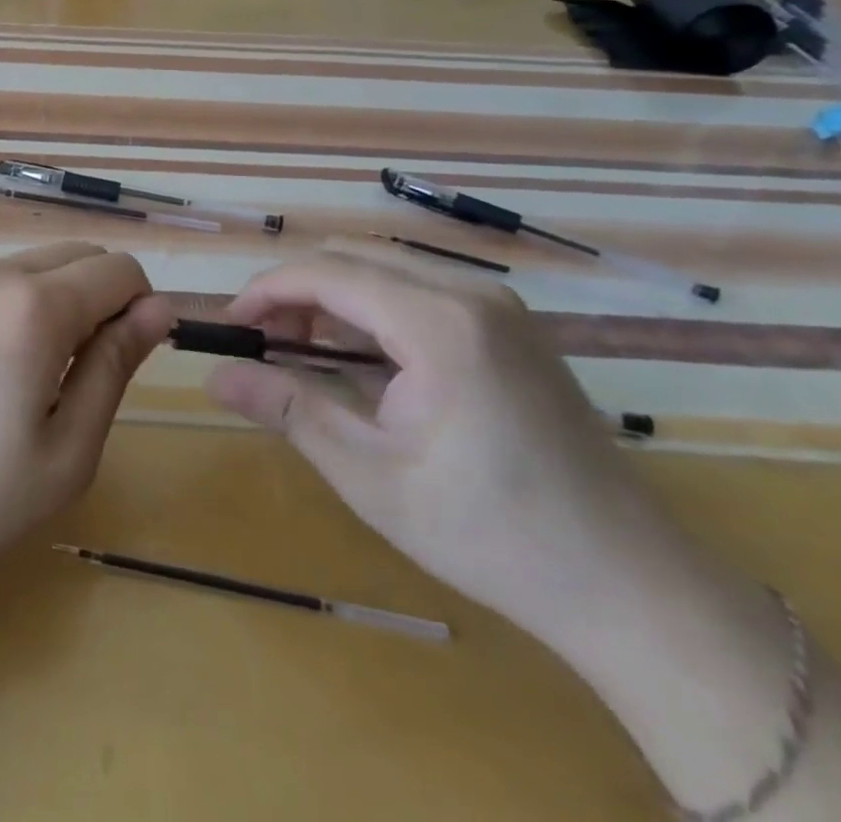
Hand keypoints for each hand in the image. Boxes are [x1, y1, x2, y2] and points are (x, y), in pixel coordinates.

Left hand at [0, 242, 172, 596]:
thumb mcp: (67, 450)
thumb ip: (115, 367)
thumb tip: (159, 308)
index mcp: (35, 306)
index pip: (120, 270)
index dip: (142, 310)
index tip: (128, 365)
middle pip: (83, 256)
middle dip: (106, 300)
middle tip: (88, 377)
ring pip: (43, 264)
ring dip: (67, 301)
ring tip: (45, 378)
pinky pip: (5, 280)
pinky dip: (28, 304)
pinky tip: (3, 369)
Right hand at [205, 250, 701, 652]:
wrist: (628, 583)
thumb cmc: (490, 534)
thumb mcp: (370, 475)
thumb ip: (288, 409)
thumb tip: (213, 376)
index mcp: (439, 323)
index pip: (326, 273)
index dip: (266, 291)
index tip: (229, 328)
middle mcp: (470, 292)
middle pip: (352, 257)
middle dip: (296, 291)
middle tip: (262, 345)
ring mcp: (497, 303)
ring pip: (383, 267)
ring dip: (332, 298)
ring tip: (302, 353)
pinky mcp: (508, 322)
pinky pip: (418, 287)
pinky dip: (371, 309)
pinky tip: (360, 359)